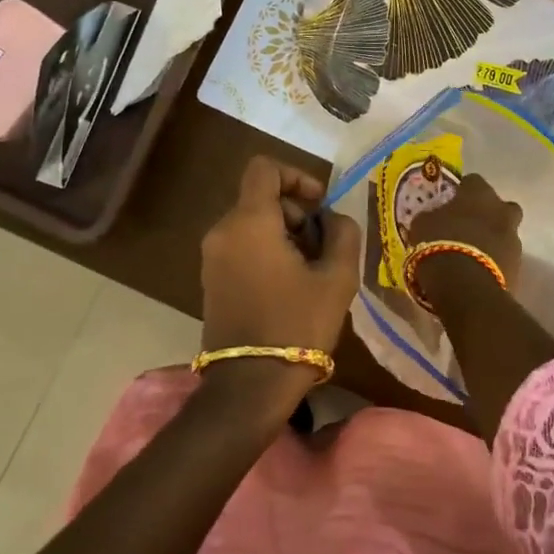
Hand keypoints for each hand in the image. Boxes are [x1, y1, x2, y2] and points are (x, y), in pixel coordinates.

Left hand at [201, 156, 361, 356]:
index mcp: (249, 222)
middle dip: (297, 215)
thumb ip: (342, 234)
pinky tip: (290, 287)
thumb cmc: (297, 326)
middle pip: (261, 199)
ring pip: (253, 224)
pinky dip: (267, 252)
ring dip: (285, 236)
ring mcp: (212, 257)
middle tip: (324, 249)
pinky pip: (242, 247)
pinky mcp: (211, 280)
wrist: (249, 385)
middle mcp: (223, 231)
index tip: (319, 206)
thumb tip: (333, 219)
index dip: (296, 176)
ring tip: (311, 272)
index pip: (264, 168)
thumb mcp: (336, 279)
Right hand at [405, 173, 523, 284]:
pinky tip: (478, 271)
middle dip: (488, 215)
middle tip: (469, 227)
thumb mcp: (422, 224)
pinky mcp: (519, 266)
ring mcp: (514, 238)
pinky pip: (505, 257)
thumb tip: (434, 217)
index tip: (451, 203)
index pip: (473, 181)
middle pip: (500, 206)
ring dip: (492, 240)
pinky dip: (495, 262)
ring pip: (505, 233)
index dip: (462, 192)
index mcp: (479, 193)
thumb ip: (433, 215)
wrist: (464, 285)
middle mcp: (502, 210)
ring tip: (471, 254)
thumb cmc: (439, 244)